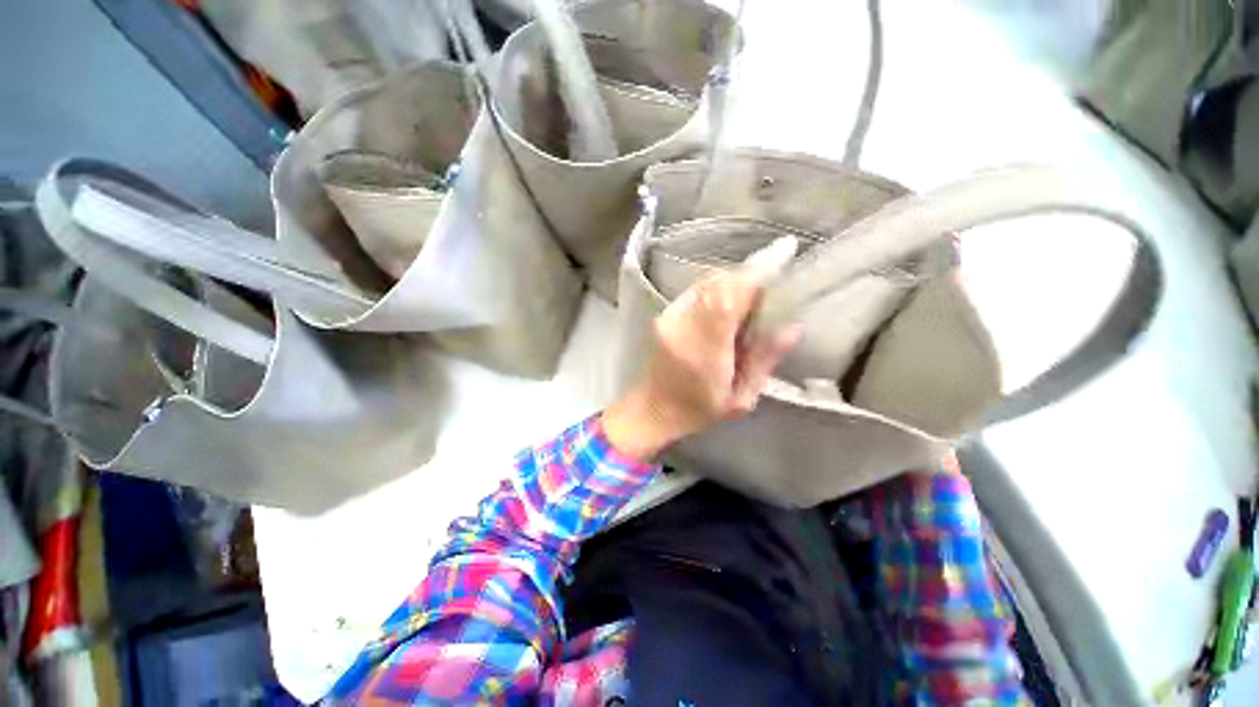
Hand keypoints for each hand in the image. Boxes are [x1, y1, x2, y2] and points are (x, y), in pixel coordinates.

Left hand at [603, 237, 803, 460]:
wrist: (653, 409)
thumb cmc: (698, 410)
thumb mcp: (740, 398)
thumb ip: (763, 360)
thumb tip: (792, 326)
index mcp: (703, 349)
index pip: (728, 298)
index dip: (755, 271)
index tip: (784, 249)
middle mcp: (682, 324)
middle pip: (717, 282)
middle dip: (750, 272)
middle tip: (775, 274)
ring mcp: (669, 316)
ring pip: (706, 282)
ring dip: (734, 278)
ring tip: (756, 289)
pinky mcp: (664, 314)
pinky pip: (696, 289)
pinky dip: (718, 286)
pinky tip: (730, 300)